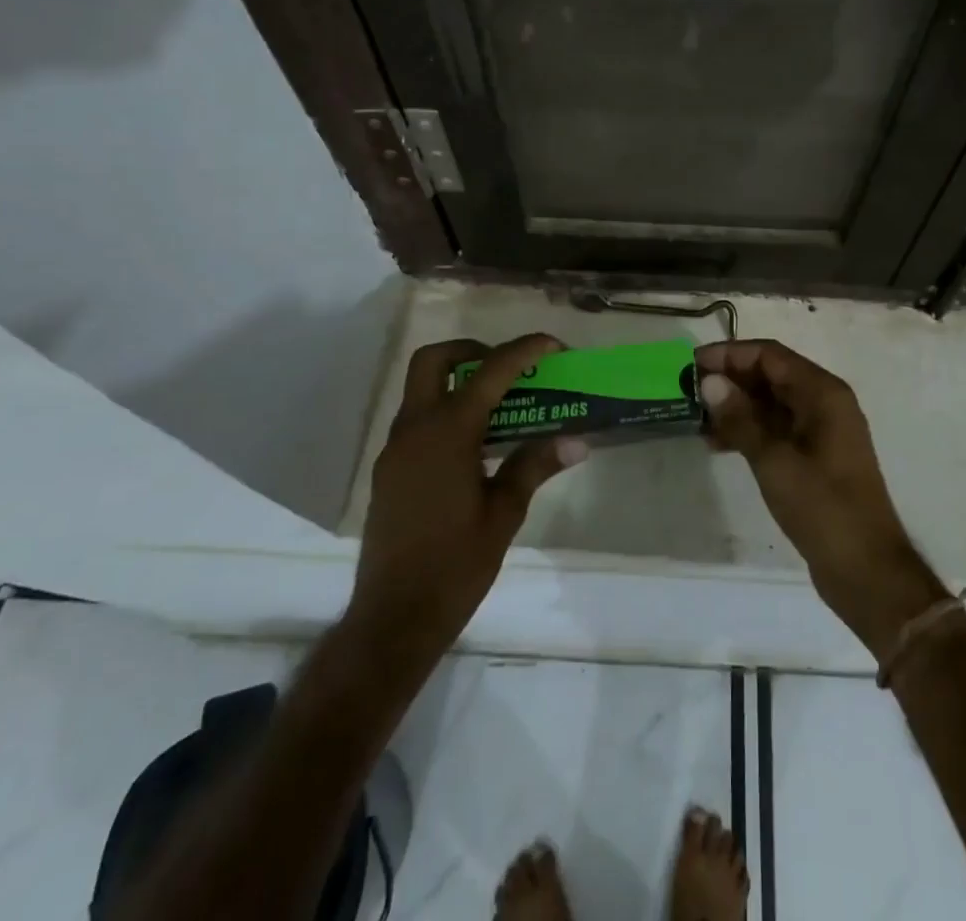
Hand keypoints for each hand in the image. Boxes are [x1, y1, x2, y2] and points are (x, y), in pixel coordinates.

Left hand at [348, 335, 588, 664]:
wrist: (393, 618)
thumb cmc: (455, 565)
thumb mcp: (504, 514)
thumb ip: (534, 466)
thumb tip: (577, 441)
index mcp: (447, 433)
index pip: (490, 372)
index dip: (524, 350)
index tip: (553, 345)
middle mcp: (414, 429)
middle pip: (434, 360)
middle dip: (472, 351)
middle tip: (508, 369)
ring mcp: (395, 449)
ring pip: (421, 389)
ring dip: (458, 381)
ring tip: (502, 405)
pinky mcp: (388, 470)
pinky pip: (417, 420)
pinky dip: (445, 411)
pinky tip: (475, 444)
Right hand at [698, 340, 946, 655]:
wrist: (866, 570)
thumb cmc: (822, 508)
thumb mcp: (774, 460)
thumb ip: (740, 418)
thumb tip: (709, 381)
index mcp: (823, 393)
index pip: (770, 355)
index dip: (730, 354)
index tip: (692, 365)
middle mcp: (825, 403)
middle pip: (771, 375)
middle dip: (730, 380)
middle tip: (688, 392)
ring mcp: (821, 431)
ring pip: (771, 403)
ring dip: (736, 406)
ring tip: (697, 420)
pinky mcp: (815, 456)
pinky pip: (777, 428)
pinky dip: (749, 430)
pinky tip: (718, 444)